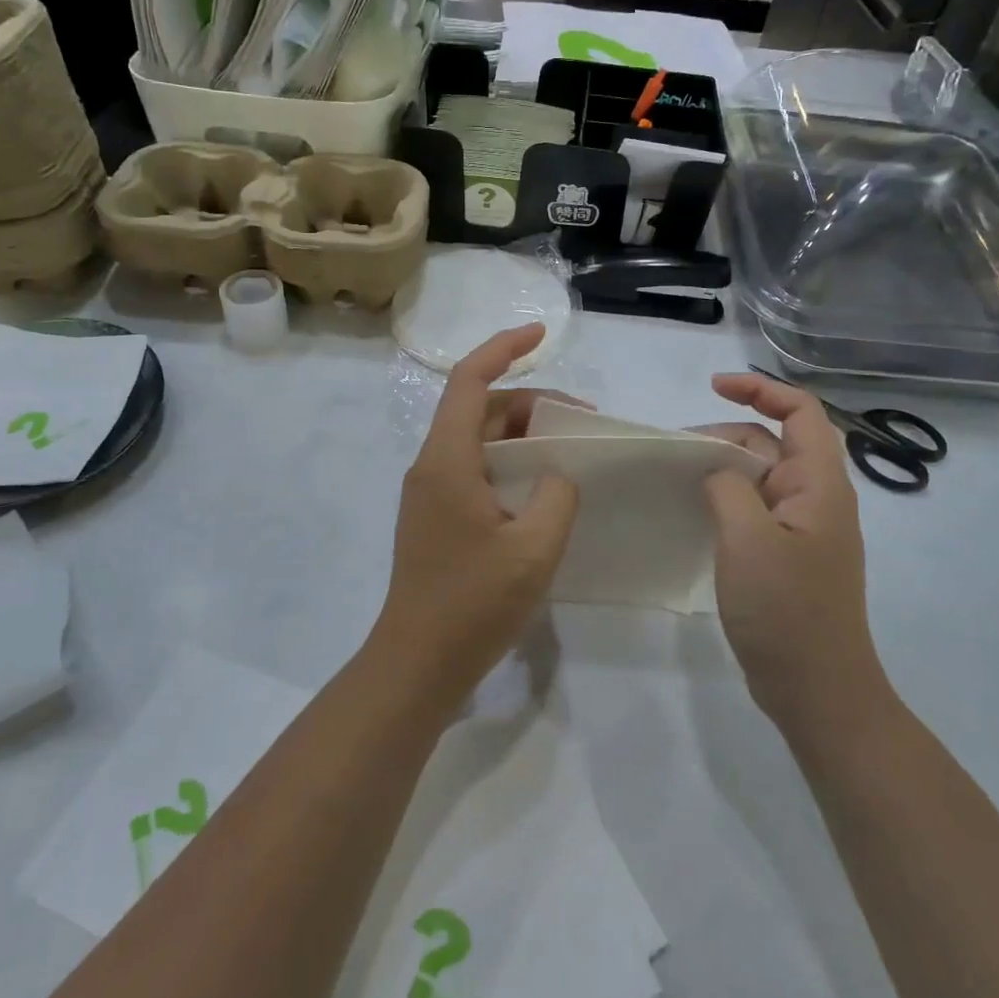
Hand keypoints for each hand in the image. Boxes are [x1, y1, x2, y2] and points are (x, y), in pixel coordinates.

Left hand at [369, 326, 580, 706]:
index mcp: (447, 460)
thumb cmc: (472, 604)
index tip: (542, 334)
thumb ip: (557, 495)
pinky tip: (543, 489)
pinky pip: (476, 470)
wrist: (416, 664)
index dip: (504, 347)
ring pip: (479, 441)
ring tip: (569, 452)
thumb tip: (557, 474)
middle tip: (581, 420)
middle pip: (479, 409)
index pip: (469, 380)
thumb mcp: (534, 548)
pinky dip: (510, 464)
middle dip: (529, 401)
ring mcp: (431, 493)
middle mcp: (432, 466)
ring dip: (522, 436)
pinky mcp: (437, 518)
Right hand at [702, 372, 883, 725]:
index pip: (801, 411)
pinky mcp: (787, 555)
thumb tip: (718, 472)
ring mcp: (803, 529)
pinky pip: (756, 508)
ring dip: (724, 467)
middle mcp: (817, 498)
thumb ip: (729, 488)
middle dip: (727, 434)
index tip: (713, 387)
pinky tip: (697, 511)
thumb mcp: (748, 540)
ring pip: (762, 477)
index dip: (760, 389)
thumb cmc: (787, 611)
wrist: (818, 691)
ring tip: (679, 479)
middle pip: (773, 442)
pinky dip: (727, 498)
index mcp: (820, 484)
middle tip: (677, 451)